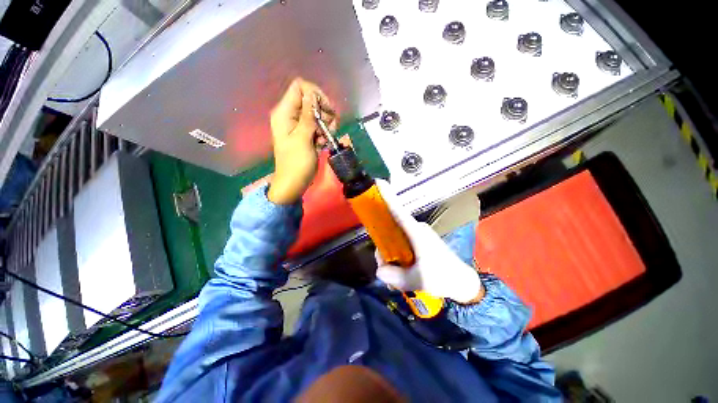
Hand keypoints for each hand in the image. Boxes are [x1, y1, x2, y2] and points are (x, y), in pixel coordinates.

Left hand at [268, 78, 337, 203]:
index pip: (300, 87)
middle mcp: (291, 115)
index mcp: (284, 113)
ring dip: (327, 123)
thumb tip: (312, 93)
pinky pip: (318, 125)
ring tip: (327, 137)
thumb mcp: (303, 138)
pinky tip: (324, 142)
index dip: (315, 94)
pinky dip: (324, 132)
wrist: (294, 182)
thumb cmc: (296, 163)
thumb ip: (308, 116)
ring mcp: (299, 125)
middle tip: (329, 127)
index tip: (326, 110)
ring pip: (318, 113)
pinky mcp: (306, 133)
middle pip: (311, 99)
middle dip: (324, 111)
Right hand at [374, 180, 483, 303]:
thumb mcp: (417, 281)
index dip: (387, 196)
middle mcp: (416, 228)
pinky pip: (402, 242)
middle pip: (391, 230)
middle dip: (384, 248)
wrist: (462, 282)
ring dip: (391, 255)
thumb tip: (379, 270)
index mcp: (416, 233)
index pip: (398, 211)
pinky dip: (397, 255)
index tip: (378, 182)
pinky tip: (401, 271)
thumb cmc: (442, 278)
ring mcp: (418, 234)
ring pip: (395, 238)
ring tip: (396, 275)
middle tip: (387, 269)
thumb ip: (395, 276)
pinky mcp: (420, 240)